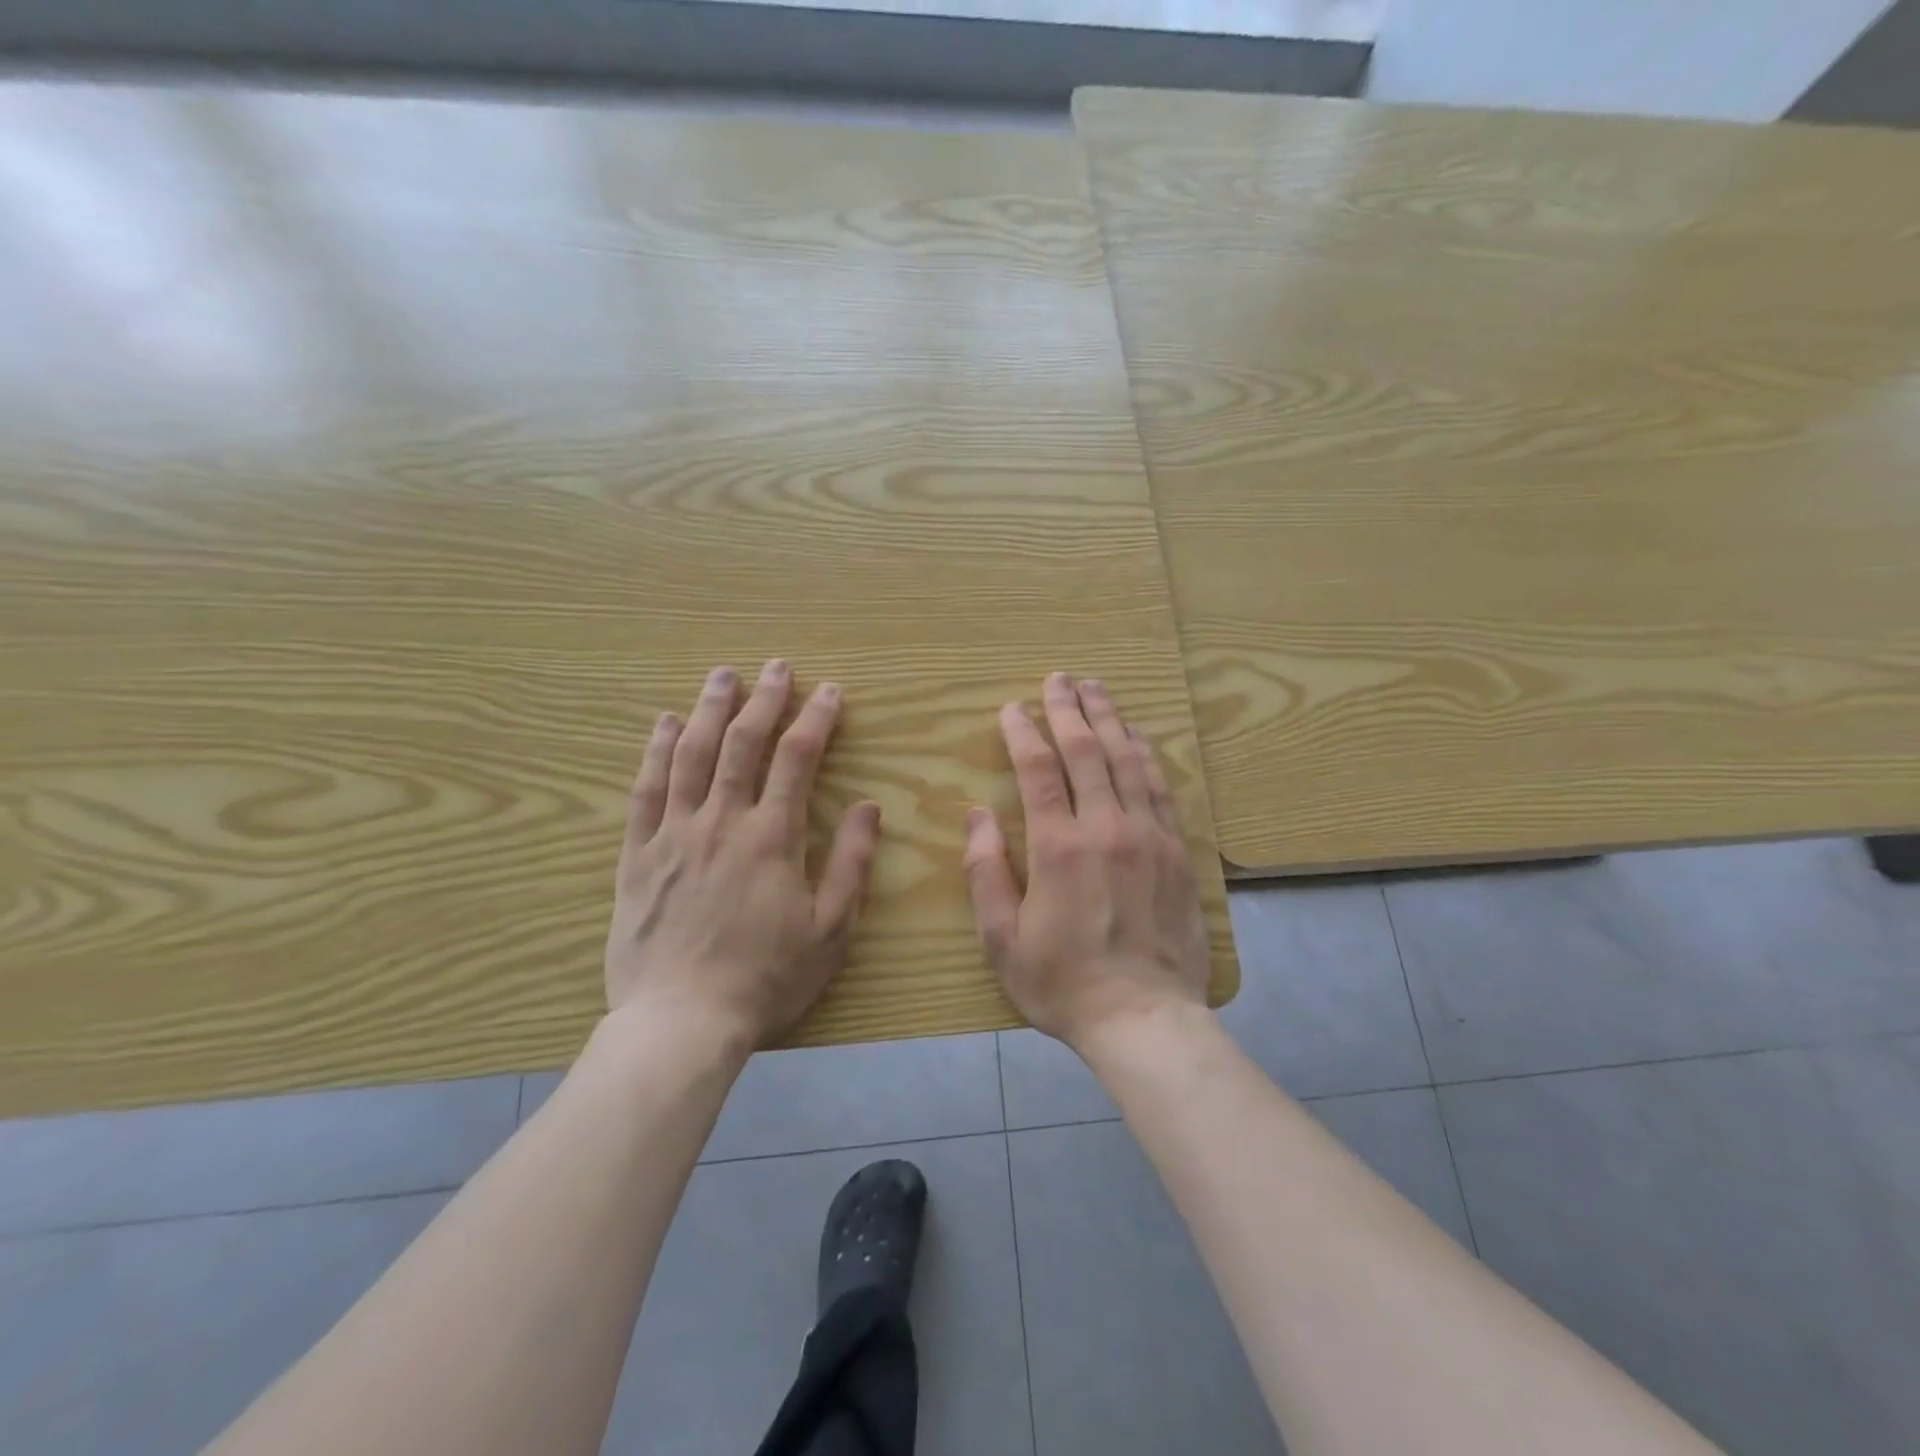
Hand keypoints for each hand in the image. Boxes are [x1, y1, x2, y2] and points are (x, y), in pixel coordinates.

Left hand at [605, 661, 880, 1049]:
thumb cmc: (765, 979)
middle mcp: (722, 821)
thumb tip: (869, 806)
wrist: (681, 1023)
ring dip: (710, 709)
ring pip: (692, 755)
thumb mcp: (829, 929)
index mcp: (772, 837)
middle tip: (775, 666)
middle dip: (763, 699)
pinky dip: (656, 751)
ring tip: (722, 675)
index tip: (828, 691)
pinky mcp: (638, 855)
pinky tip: (665, 724)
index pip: (797, 759)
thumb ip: (851, 863)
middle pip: (743, 743)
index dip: (815, 719)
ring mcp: (674, 834)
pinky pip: (645, 790)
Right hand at [963, 671, 1210, 1052]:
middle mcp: (1107, 828)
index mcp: (1059, 847)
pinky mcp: (1178, 851)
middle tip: (1058, 679)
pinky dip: (1146, 755)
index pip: (1038, 771)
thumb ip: (986, 871)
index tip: (1012, 709)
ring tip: (1097, 689)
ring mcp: (1149, 836)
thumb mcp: (1002, 938)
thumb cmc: (1063, 983)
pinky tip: (1138, 737)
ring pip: (1128, 761)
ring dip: (1110, 719)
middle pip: (1086, 751)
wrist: (1145, 1018)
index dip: (1023, 733)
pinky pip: (1161, 788)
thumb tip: (977, 815)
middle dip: (1069, 710)